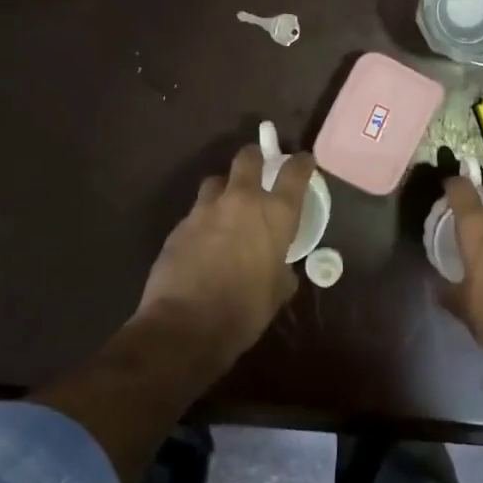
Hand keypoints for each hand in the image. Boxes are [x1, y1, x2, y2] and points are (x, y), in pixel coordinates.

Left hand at [135, 144, 315, 366]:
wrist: (186, 325)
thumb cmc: (245, 310)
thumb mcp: (278, 290)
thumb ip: (281, 267)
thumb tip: (278, 266)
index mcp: (276, 214)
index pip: (294, 172)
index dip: (301, 163)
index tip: (303, 161)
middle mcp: (241, 201)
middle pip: (248, 158)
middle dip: (255, 157)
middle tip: (259, 167)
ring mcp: (205, 210)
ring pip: (216, 181)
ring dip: (225, 188)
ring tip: (227, 206)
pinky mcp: (179, 225)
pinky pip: (197, 211)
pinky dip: (205, 219)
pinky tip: (205, 240)